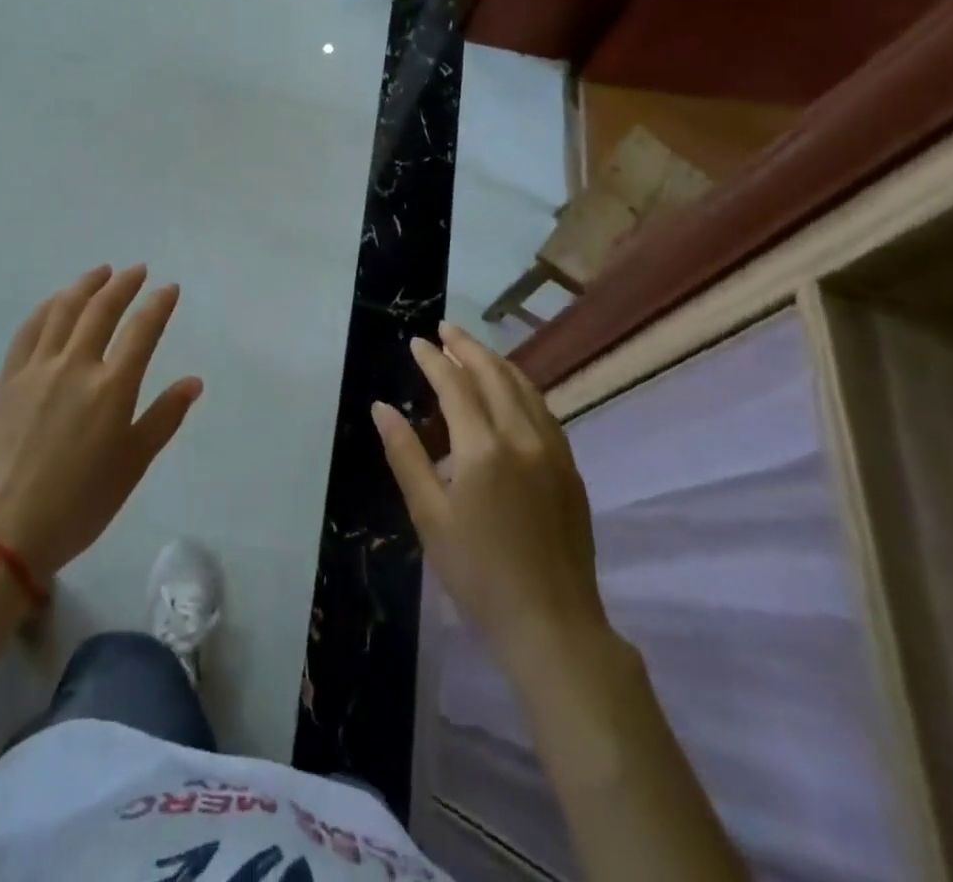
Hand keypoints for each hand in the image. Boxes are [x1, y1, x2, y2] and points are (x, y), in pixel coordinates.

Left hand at [0, 266, 203, 582]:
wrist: (4, 531)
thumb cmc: (80, 503)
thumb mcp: (133, 465)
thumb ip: (164, 417)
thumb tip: (193, 381)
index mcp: (111, 388)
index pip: (142, 330)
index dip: (158, 304)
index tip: (169, 288)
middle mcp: (75, 366)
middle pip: (101, 309)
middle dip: (123, 284)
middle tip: (136, 271)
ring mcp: (36, 368)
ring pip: (63, 310)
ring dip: (85, 285)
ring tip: (100, 273)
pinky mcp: (7, 378)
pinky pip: (29, 329)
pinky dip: (47, 307)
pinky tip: (56, 301)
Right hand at [373, 322, 607, 672]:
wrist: (551, 623)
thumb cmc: (477, 572)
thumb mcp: (429, 515)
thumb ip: (405, 455)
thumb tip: (381, 408)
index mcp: (483, 448)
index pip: (455, 385)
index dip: (434, 360)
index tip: (417, 342)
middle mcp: (522, 437)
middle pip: (494, 374)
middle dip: (467, 347)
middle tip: (445, 330)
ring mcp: (553, 451)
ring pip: (525, 388)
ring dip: (497, 362)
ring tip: (473, 351)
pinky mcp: (570, 468)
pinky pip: (544, 410)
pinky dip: (521, 388)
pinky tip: (511, 391)